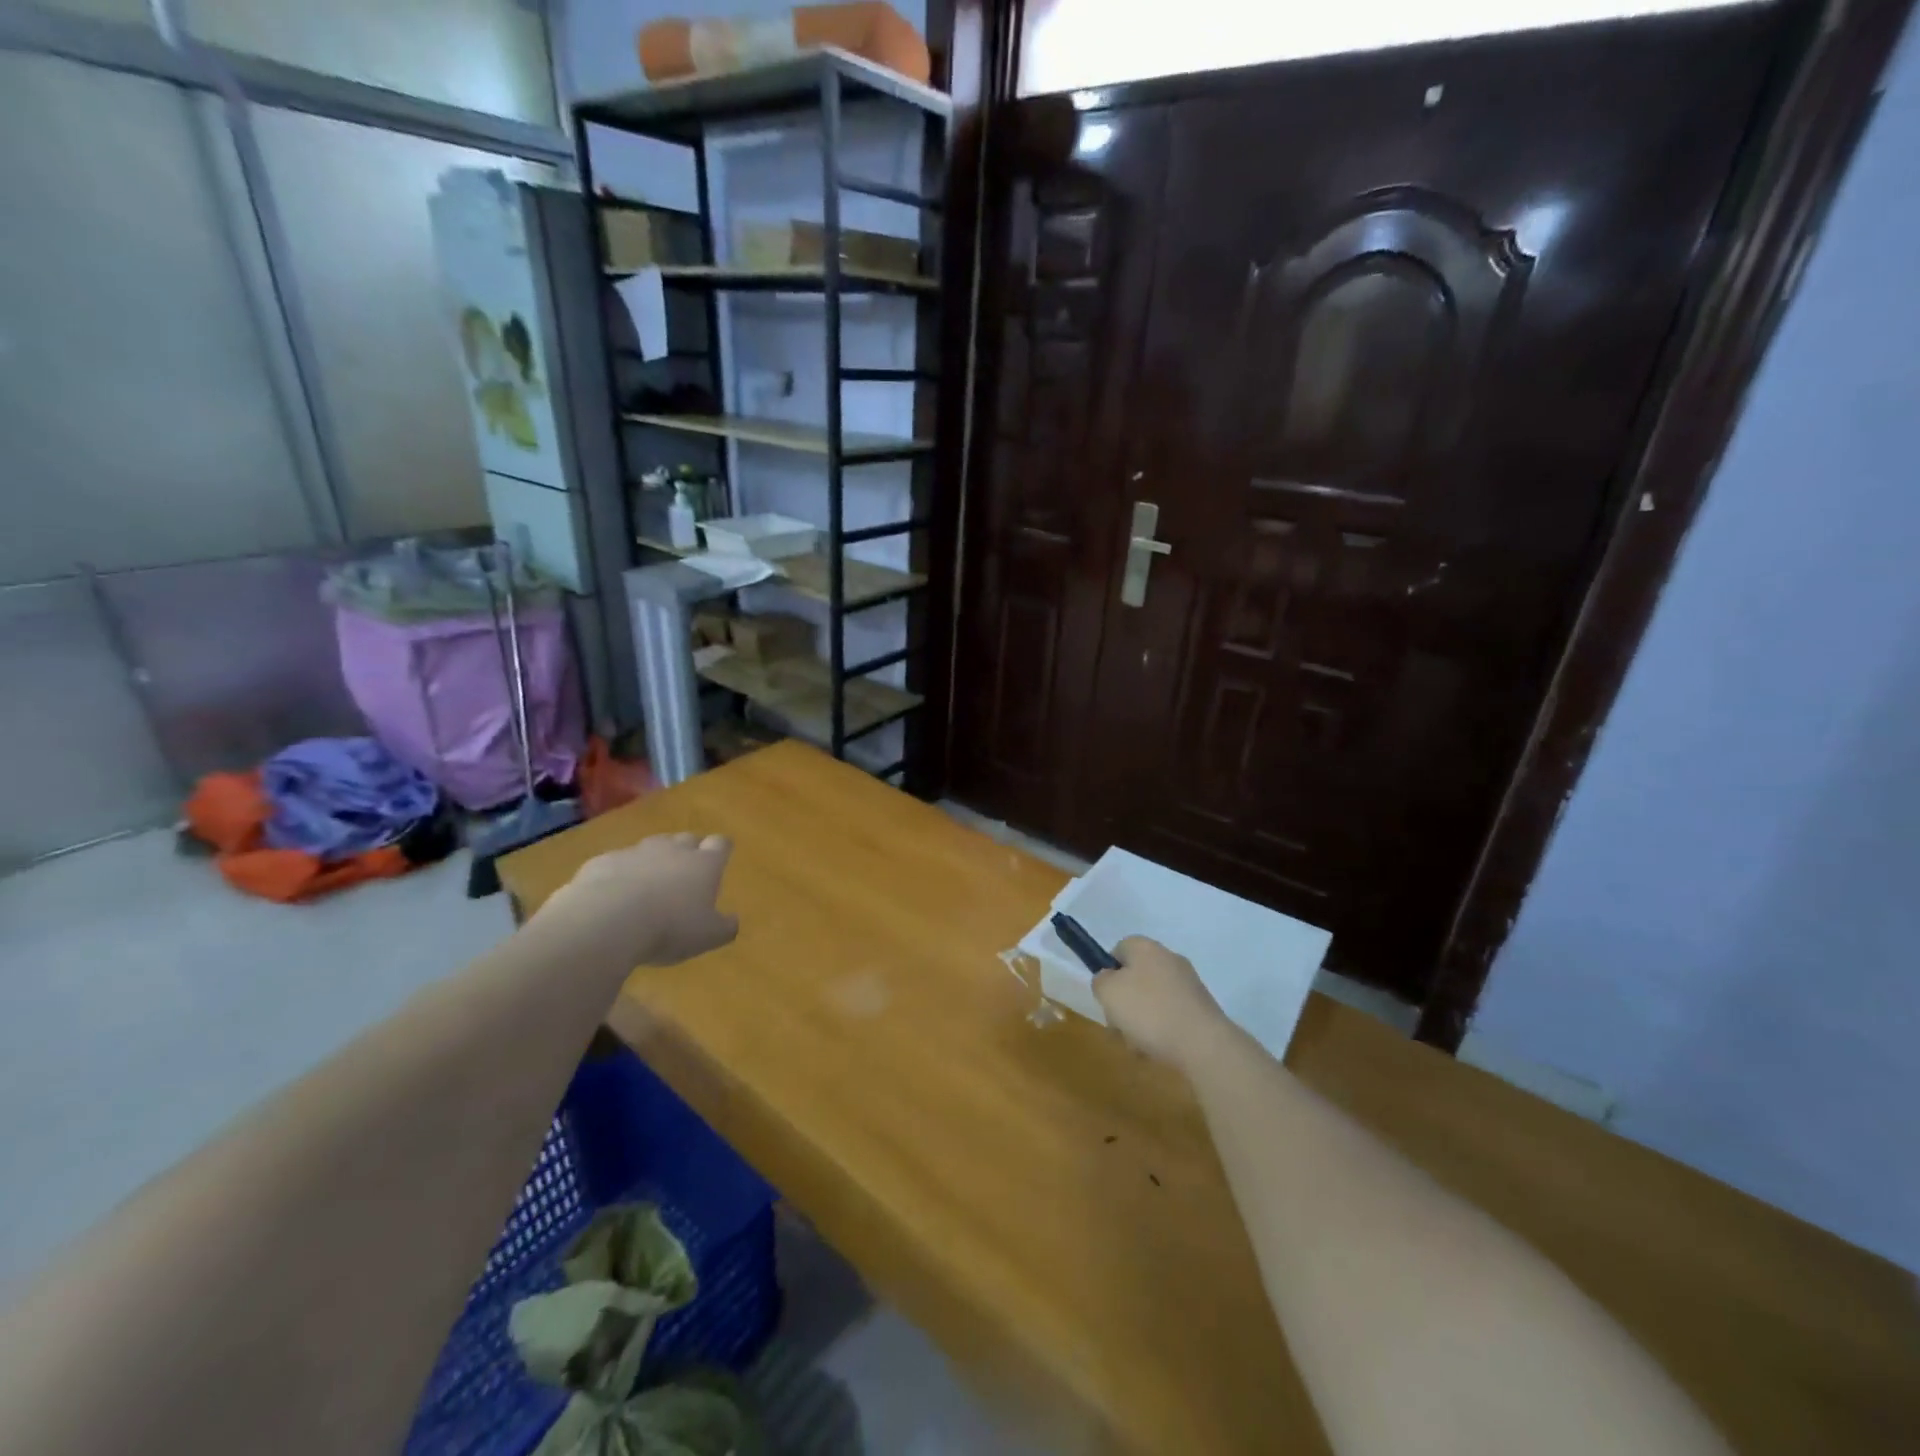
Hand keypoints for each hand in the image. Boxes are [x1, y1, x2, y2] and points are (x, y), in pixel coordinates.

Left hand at [539, 832, 738, 965]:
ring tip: (649, 885)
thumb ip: (725, 927)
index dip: (721, 850)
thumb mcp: (707, 937)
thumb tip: (733, 921)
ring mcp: (635, 852)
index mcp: (703, 864)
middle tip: (686, 873)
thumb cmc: (669, 928)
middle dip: (688, 851)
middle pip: (686, 839)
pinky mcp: (601, 862)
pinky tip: (613, 896)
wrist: (605, 922)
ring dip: (653, 861)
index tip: (721, 857)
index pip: (720, 844)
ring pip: (650, 848)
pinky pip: (616, 863)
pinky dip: (619, 874)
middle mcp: (672, 850)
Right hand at [1093, 936, 1231, 1072]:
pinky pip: (1171, 1015)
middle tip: (1118, 1024)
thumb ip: (1101, 981)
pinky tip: (1158, 1049)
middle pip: (1136, 976)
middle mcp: (1169, 958)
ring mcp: (1188, 983)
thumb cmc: (1148, 1011)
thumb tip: (1108, 979)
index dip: (1108, 972)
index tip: (1106, 996)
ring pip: (1152, 999)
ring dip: (1141, 1019)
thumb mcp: (1108, 992)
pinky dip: (1162, 1030)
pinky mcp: (1202, 1008)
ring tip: (1137, 1044)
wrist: (1203, 1044)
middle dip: (1124, 1001)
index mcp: (1146, 947)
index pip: (1119, 949)